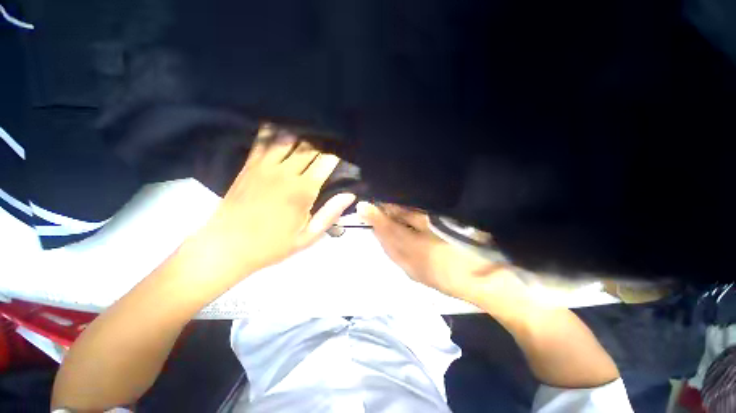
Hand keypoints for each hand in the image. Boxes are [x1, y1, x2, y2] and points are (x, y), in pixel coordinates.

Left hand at [199, 127, 354, 274]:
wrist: (227, 247)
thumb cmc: (272, 245)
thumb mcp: (307, 237)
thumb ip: (330, 214)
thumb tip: (349, 195)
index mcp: (303, 190)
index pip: (325, 162)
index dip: (337, 153)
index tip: (344, 150)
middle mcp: (285, 172)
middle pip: (309, 147)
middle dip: (323, 141)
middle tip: (331, 139)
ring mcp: (265, 166)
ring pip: (288, 138)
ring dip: (302, 134)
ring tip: (312, 131)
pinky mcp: (249, 165)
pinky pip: (263, 140)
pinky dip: (274, 130)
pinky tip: (283, 126)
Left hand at [358, 202, 526, 306]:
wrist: (489, 287)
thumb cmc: (466, 250)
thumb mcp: (439, 227)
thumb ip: (414, 217)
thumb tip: (393, 207)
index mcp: (410, 248)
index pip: (385, 229)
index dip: (374, 216)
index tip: (364, 204)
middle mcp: (405, 262)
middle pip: (384, 241)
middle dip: (376, 225)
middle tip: (371, 210)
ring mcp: (411, 271)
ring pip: (389, 250)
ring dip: (382, 235)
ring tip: (380, 221)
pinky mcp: (418, 277)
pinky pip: (397, 258)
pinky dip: (391, 245)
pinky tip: (394, 238)